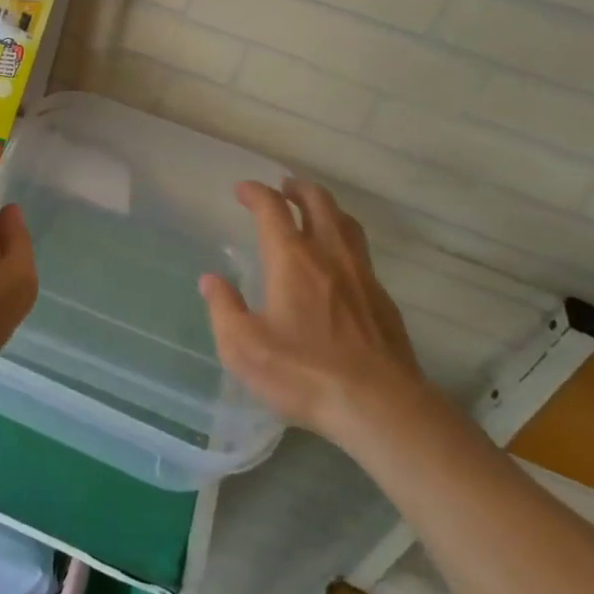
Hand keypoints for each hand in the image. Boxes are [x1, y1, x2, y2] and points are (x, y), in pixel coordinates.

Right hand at [200, 178, 423, 440]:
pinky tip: (340, 263)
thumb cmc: (304, 373)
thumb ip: (224, 309)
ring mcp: (361, 275)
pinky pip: (362, 253)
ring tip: (314, 212)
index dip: (256, 192)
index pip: (272, 208)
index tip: (243, 189)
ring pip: (346, 223)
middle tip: (283, 187)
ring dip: (326, 208)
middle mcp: (328, 255)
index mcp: (292, 259)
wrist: (380, 406)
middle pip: (317, 202)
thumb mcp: (244, 347)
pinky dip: (345, 241)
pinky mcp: (383, 299)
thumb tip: (211, 280)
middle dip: (297, 188)